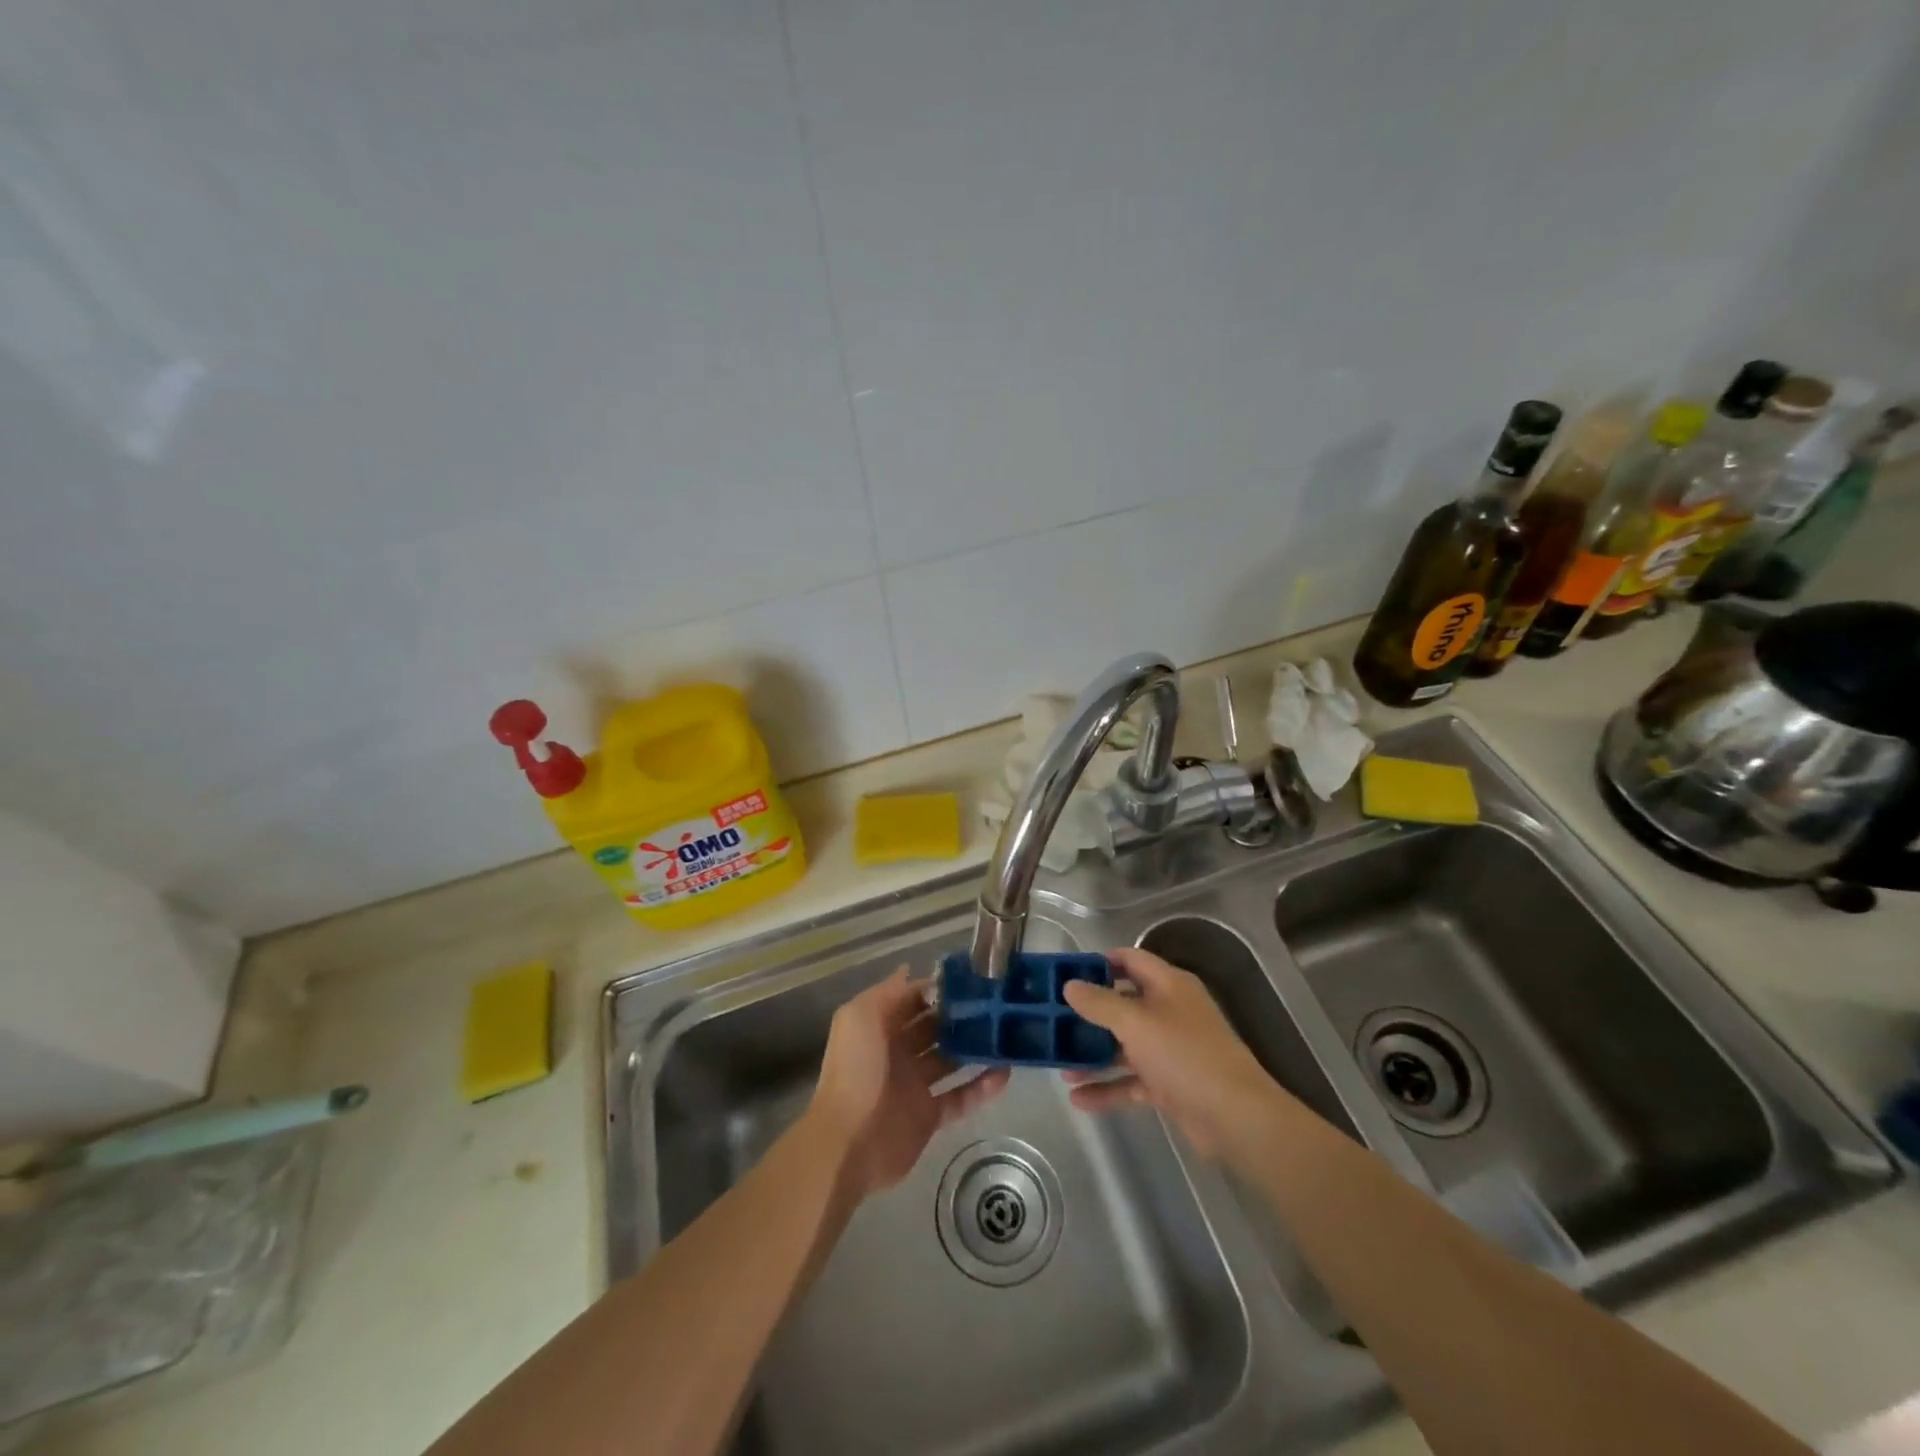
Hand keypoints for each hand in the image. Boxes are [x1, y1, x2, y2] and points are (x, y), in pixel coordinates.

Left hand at [807, 969, 1008, 1201]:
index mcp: (879, 1027)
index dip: (936, 989)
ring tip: (1005, 1033)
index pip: (912, 1000)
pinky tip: (1006, 1072)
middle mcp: (897, 1052)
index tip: (969, 978)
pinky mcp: (930, 1116)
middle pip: (934, 1028)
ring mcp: (915, 1085)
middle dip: (959, 1015)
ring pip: (950, 1060)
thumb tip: (909, 969)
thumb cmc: (855, 1070)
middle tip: (994, 1003)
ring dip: (974, 1048)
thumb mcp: (861, 1017)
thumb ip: (888, 992)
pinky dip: (982, 1087)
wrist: (848, 1142)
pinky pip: (961, 1097)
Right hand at [1063, 946, 1289, 1159]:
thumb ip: (1099, 1002)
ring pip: (1124, 1046)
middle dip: (1089, 1014)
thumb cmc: (1184, 1054)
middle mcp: (1170, 1012)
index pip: (1130, 959)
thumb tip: (1070, 985)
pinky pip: (1131, 1081)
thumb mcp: (1135, 1022)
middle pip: (1123, 1004)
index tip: (1065, 973)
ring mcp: (1170, 1050)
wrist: (1236, 1117)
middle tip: (1054, 1020)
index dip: (1099, 962)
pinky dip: (1107, 1088)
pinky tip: (1077, 1099)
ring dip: (1093, 1055)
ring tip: (1059, 1065)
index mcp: (1169, 985)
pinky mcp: (1170, 1085)